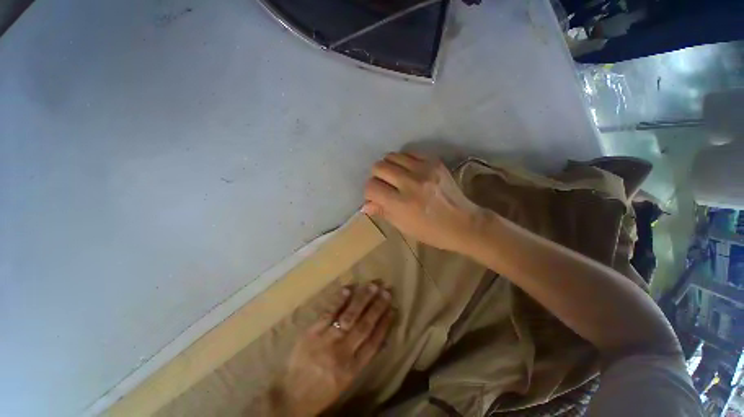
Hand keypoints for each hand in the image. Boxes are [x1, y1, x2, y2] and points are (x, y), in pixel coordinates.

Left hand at [279, 283, 393, 415]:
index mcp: (353, 368)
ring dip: (362, 299)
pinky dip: (339, 300)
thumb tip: (381, 337)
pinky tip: (348, 288)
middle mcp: (342, 353)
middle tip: (386, 291)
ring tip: (372, 285)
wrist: (290, 397)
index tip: (393, 308)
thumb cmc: (322, 389)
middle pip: (364, 325)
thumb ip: (363, 357)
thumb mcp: (346, 380)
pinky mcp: (311, 333)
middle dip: (377, 307)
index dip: (385, 323)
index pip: (374, 342)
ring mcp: (326, 341)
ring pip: (349, 316)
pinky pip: (328, 313)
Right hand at [362, 152, 484, 252]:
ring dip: (389, 166)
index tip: (375, 197)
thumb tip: (365, 205)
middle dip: (377, 177)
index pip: (371, 187)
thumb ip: (382, 211)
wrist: (463, 223)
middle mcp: (410, 183)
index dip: (369, 192)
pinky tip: (408, 171)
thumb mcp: (403, 226)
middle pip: (379, 167)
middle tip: (385, 186)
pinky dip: (404, 161)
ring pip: (392, 156)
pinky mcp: (435, 162)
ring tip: (396, 177)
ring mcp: (424, 170)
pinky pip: (409, 153)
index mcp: (401, 204)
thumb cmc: (430, 231)